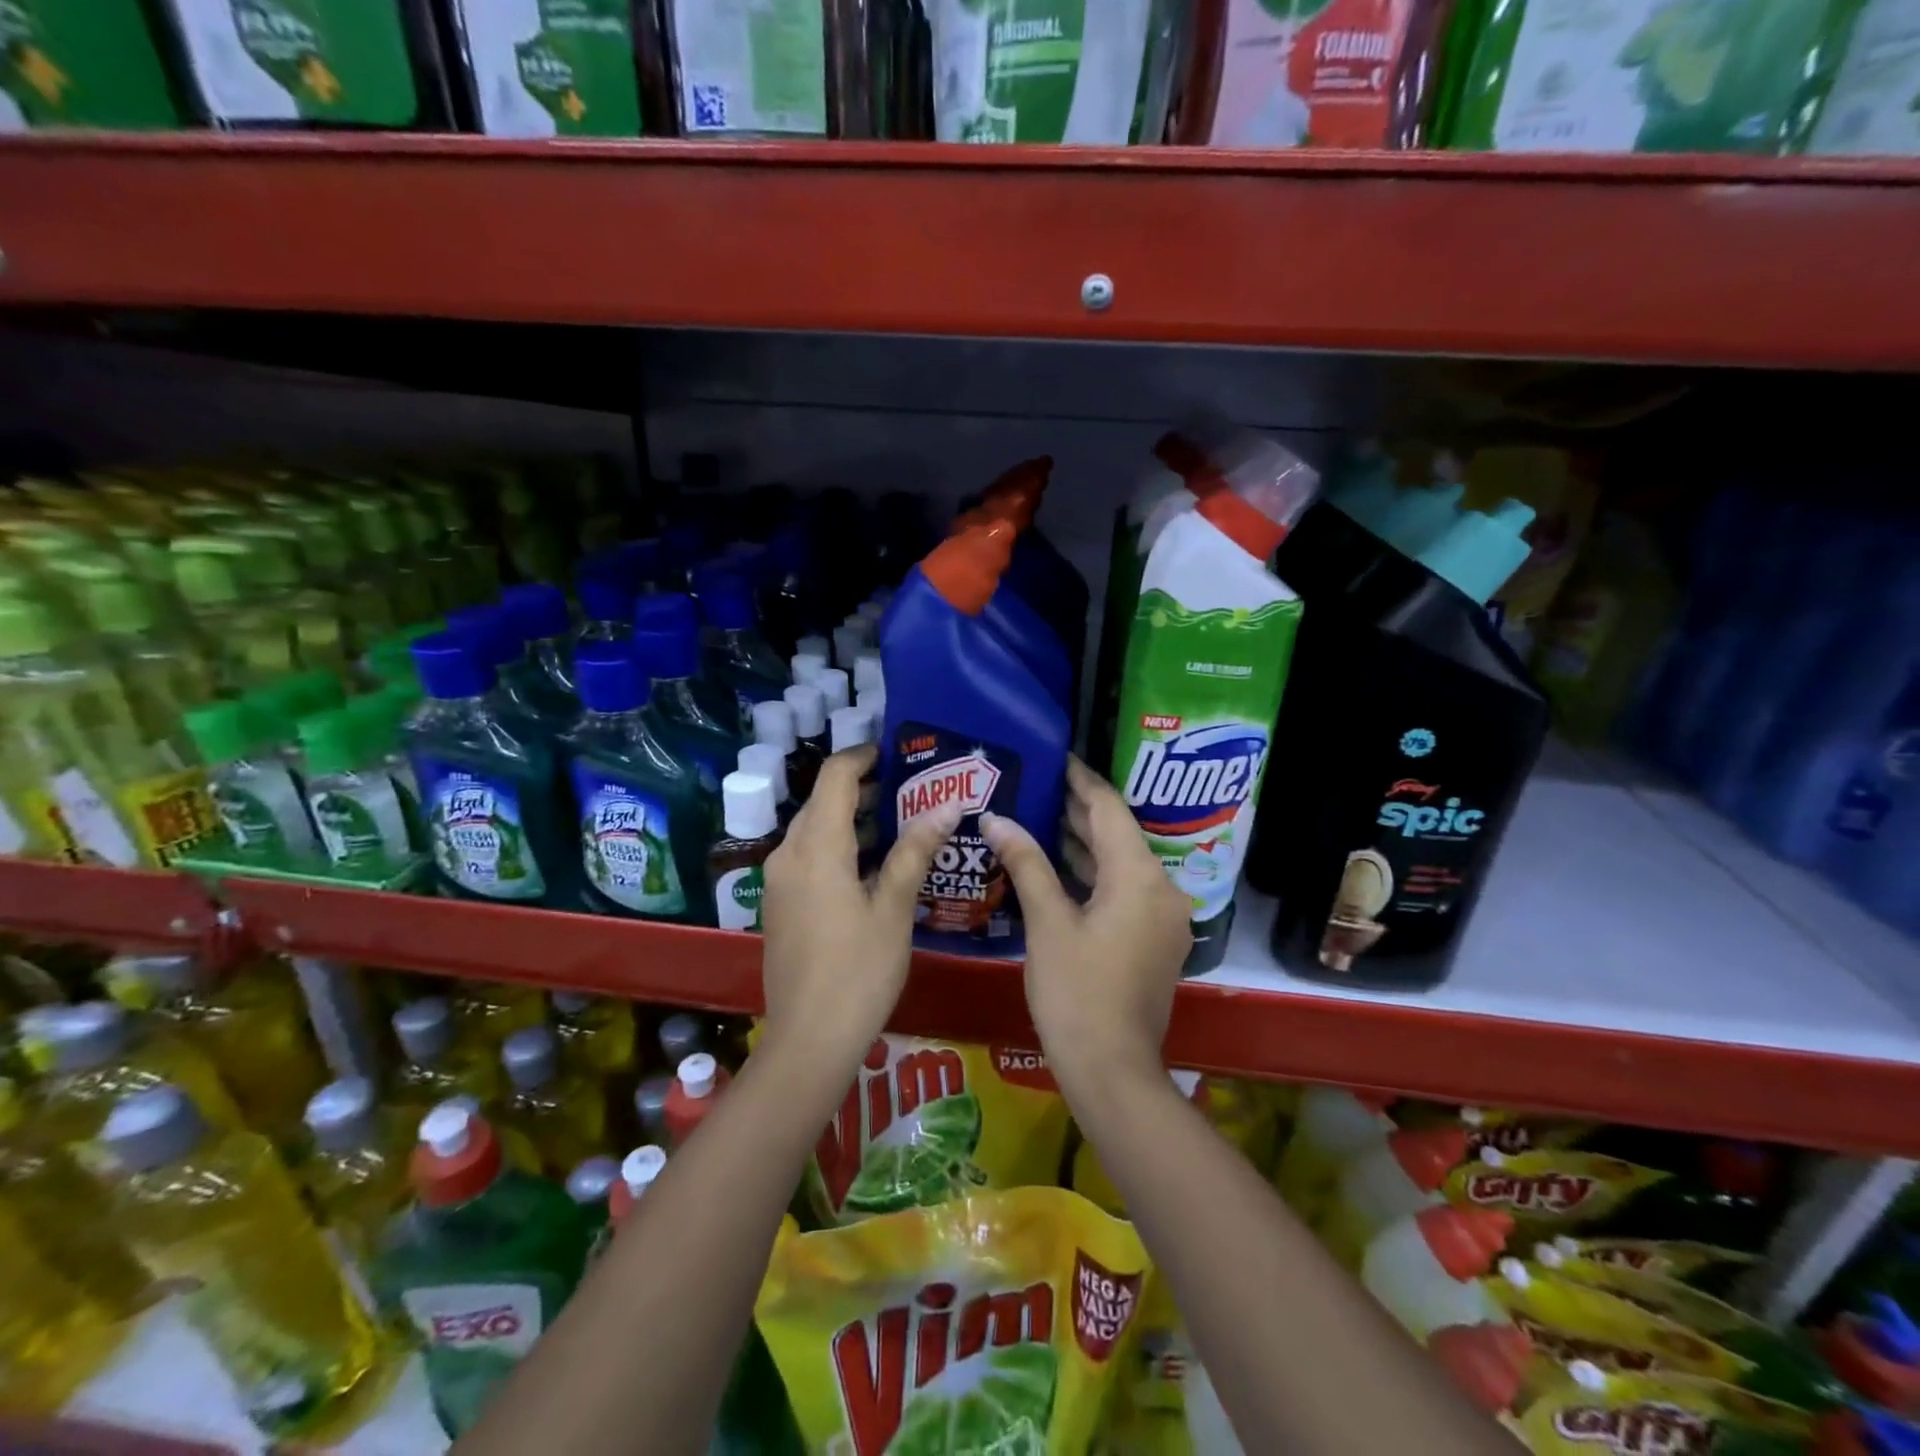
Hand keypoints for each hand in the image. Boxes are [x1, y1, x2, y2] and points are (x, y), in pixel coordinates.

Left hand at [759, 745, 960, 1077]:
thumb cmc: (859, 972)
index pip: (835, 776)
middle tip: (913, 790)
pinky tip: (874, 865)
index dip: (864, 756)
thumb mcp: (894, 909)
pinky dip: (838, 845)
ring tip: (902, 822)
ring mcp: (779, 881)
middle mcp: (788, 854)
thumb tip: (948, 806)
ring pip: (814, 829)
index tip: (898, 754)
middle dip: (864, 788)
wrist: (809, 1040)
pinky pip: (808, 855)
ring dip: (852, 818)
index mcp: (816, 848)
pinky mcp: (779, 904)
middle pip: (822, 801)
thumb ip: (915, 851)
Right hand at [982, 757, 1191, 1093]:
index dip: (1081, 781)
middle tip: (1038, 785)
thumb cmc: (1076, 992)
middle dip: (1078, 810)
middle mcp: (1161, 888)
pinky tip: (1058, 867)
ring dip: (1084, 843)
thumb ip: (1026, 864)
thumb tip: (997, 820)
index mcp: (1140, 877)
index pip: (1109, 809)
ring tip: (1039, 817)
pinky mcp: (1154, 939)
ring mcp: (1162, 916)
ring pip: (1121, 864)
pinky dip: (1094, 874)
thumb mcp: (1048, 923)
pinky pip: (1124, 890)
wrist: (1112, 1069)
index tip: (1056, 759)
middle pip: (1118, 834)